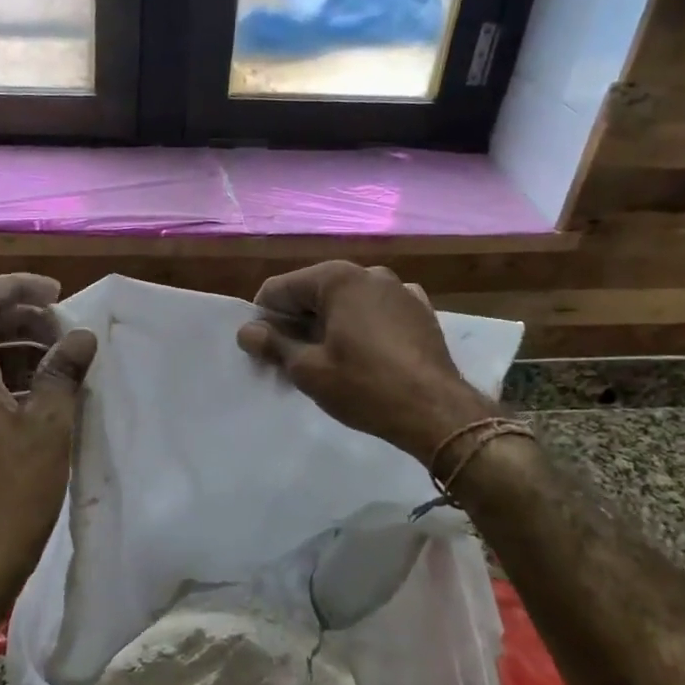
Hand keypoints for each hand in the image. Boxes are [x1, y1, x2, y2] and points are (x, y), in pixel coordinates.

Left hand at [0, 275, 96, 608]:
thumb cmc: (15, 490)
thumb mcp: (50, 425)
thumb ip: (64, 372)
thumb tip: (82, 337)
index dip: (17, 286)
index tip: (56, 295)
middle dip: (23, 316)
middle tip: (66, 329)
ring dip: (21, 346)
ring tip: (65, 358)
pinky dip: (15, 375)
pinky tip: (49, 393)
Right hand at [236, 261, 494, 462]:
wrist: (437, 411)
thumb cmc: (365, 386)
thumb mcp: (308, 370)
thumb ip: (273, 345)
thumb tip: (247, 331)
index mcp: (337, 278)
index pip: (280, 289)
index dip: (264, 319)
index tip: (263, 351)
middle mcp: (369, 272)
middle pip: (314, 292)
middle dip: (296, 322)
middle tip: (291, 361)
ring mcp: (400, 289)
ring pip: (346, 302)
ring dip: (328, 325)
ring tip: (327, 362)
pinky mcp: (420, 311)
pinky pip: (376, 312)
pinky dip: (361, 327)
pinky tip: (363, 356)